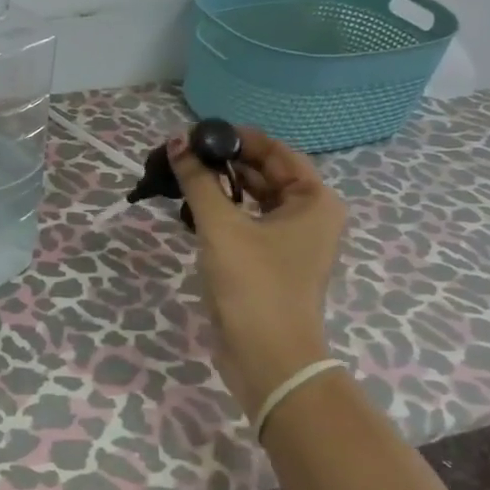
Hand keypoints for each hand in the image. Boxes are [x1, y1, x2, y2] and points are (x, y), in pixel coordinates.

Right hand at [169, 127, 346, 419]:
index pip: (277, 151)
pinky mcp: (270, 263)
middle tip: (184, 154)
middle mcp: (309, 217)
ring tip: (182, 177)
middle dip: (226, 163)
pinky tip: (190, 210)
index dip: (239, 138)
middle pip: (265, 174)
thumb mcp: (221, 226)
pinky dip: (222, 214)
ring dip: (221, 188)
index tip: (201, 131)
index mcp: (314, 201)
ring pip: (253, 200)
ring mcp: (291, 243)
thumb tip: (176, 142)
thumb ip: (198, 180)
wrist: (267, 357)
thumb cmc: (253, 284)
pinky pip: (247, 224)